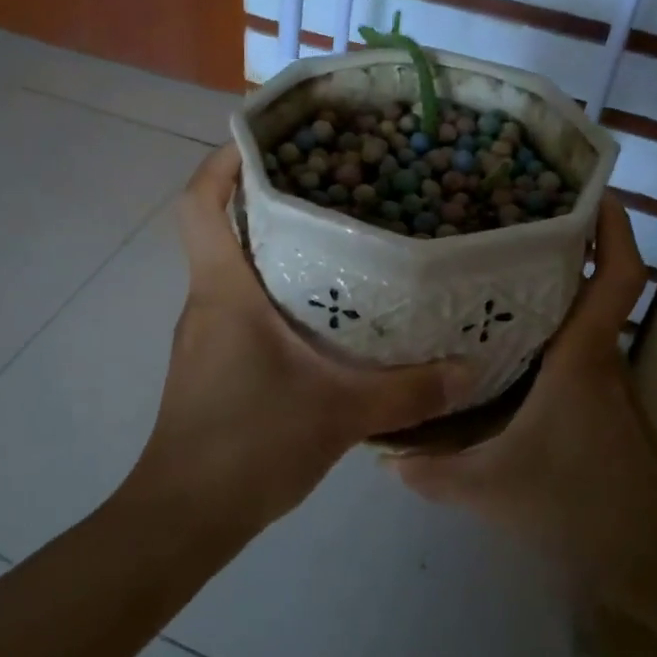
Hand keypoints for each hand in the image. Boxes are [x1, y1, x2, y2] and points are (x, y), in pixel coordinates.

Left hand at [123, 145, 471, 538]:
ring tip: (339, 239)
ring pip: (234, 270)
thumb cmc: (249, 446)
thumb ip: (409, 391)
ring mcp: (205, 334)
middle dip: (268, 198)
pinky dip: (275, 292)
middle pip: (223, 228)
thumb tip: (471, 368)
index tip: (266, 139)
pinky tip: (323, 312)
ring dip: (275, 248)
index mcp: (223, 291)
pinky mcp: (211, 363)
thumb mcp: (340, 414)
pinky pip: (241, 306)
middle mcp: (207, 301)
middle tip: (332, 184)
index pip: (200, 203)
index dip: (222, 162)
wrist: (185, 516)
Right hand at [387, 199, 656, 596]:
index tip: (590, 190)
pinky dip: (548, 340)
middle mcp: (600, 360)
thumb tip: (384, 455)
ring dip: (551, 297)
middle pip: (592, 287)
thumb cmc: (577, 507)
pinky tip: (506, 356)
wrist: (652, 565)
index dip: (614, 226)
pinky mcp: (607, 411)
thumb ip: (431, 471)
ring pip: (581, 323)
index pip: (617, 276)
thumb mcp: (489, 489)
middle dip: (559, 251)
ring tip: (492, 281)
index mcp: (581, 358)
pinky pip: (576, 356)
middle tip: (503, 227)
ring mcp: (608, 386)